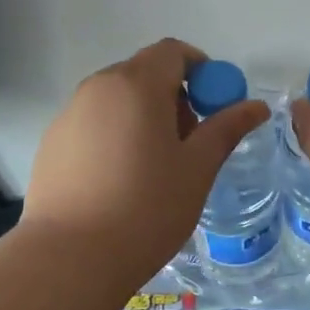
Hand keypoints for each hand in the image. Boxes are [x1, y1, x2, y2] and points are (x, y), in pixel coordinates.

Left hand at [23, 38, 269, 291]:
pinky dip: (115, 136)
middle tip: (189, 144)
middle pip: (143, 73)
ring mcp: (69, 115)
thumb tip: (257, 106)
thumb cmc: (146, 208)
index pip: (173, 51)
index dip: (201, 71)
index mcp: (136, 84)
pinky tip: (119, 182)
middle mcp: (97, 88)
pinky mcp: (52, 143)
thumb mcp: (197, 168)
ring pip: (117, 100)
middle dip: (173, 96)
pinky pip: (93, 124)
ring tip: (154, 168)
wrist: (70, 258)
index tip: (213, 107)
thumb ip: (226, 129)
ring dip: (143, 116)